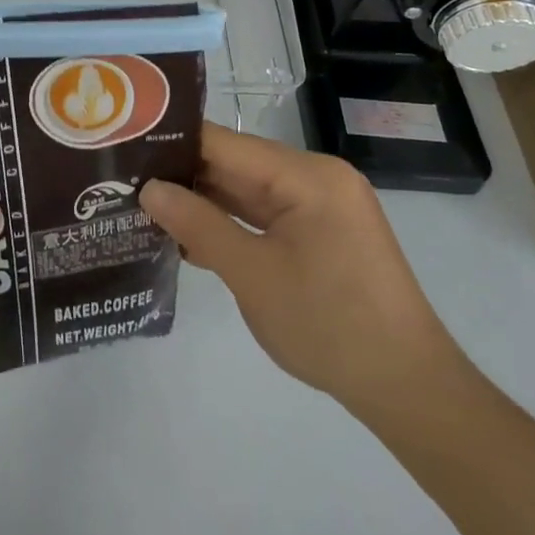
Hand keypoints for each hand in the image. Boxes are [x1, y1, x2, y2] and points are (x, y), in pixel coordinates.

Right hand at [139, 123, 461, 418]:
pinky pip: (265, 215)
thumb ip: (197, 224)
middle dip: (183, 175)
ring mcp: (321, 206)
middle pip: (235, 164)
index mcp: (306, 175)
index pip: (224, 143)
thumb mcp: (253, 275)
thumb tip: (148, 189)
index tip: (124, 148)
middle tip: (124, 180)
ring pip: (247, 190)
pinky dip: (230, 223)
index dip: (173, 143)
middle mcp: (316, 178)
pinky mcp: (322, 233)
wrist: (410, 391)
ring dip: (203, 202)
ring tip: (143, 204)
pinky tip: (188, 234)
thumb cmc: (330, 326)